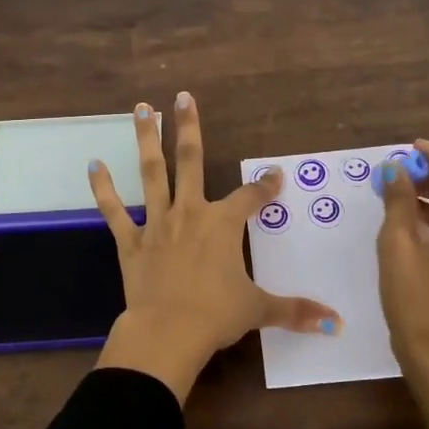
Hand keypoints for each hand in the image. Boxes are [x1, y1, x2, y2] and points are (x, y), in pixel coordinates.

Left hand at [89, 93, 340, 402]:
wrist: (168, 332)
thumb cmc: (217, 315)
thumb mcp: (260, 309)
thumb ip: (296, 311)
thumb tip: (335, 325)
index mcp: (223, 225)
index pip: (250, 197)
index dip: (264, 186)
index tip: (274, 174)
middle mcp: (190, 213)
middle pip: (191, 162)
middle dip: (188, 128)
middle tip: (182, 97)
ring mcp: (157, 224)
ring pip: (152, 173)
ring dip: (146, 139)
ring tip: (140, 108)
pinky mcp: (131, 242)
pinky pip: (114, 211)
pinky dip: (103, 189)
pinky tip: (93, 165)